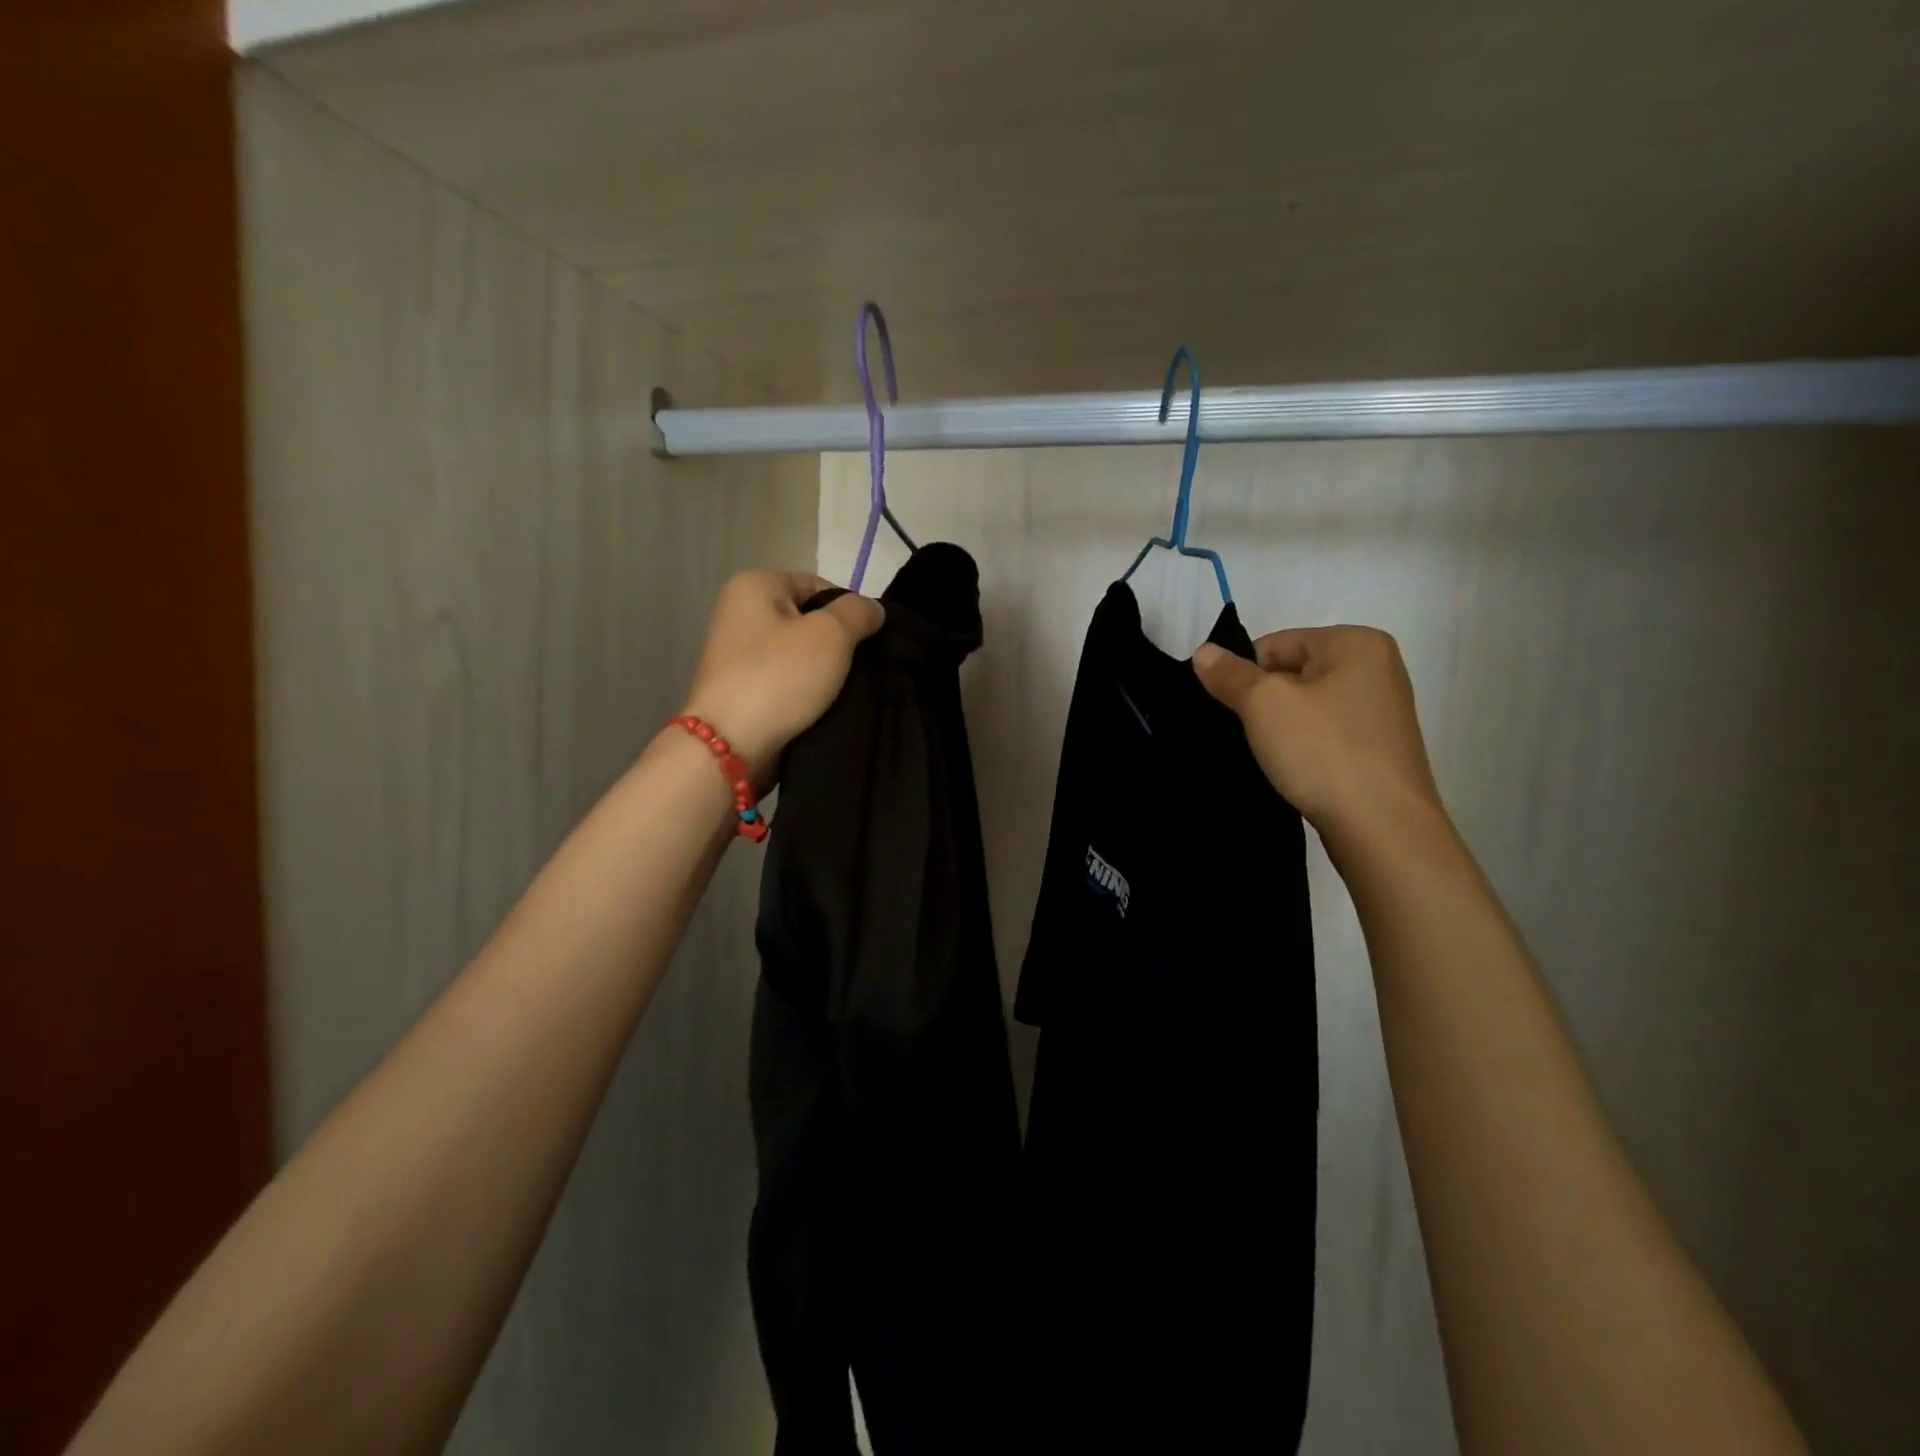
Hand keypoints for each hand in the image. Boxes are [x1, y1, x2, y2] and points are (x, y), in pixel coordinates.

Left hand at [680, 570, 882, 784]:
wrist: (731, 744)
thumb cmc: (780, 677)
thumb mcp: (832, 634)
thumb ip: (859, 612)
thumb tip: (872, 610)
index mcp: (754, 584)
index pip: (819, 586)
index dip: (849, 611)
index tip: (866, 642)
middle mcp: (740, 611)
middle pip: (809, 619)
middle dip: (838, 643)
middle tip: (861, 667)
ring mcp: (738, 652)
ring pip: (800, 652)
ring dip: (825, 670)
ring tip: (846, 689)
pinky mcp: (742, 687)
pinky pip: (786, 679)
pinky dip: (805, 690)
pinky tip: (823, 706)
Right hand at [1193, 626, 1444, 848]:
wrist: (1382, 827)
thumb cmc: (1323, 751)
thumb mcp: (1264, 704)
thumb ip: (1229, 674)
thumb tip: (1203, 652)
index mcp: (1356, 642)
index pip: (1274, 645)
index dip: (1243, 675)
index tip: (1230, 711)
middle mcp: (1377, 668)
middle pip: (1291, 673)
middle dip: (1262, 702)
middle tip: (1244, 735)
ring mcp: (1381, 711)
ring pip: (1306, 707)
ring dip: (1280, 727)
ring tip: (1266, 755)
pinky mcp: (1379, 749)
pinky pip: (1325, 734)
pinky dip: (1303, 747)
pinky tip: (1291, 770)